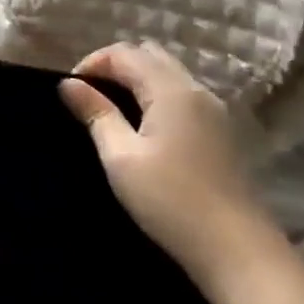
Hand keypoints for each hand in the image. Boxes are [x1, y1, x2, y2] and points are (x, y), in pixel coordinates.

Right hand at [59, 42, 291, 303]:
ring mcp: (214, 111)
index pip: (126, 54)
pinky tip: (140, 125)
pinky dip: (154, 95)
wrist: (235, 249)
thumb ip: (96, 113)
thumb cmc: (169, 200)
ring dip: (135, 80)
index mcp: (172, 91)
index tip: (71, 90)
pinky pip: (180, 94)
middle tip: (88, 95)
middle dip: (114, 66)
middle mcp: (197, 91)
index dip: (92, 63)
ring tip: (109, 109)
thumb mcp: (120, 156)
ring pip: (168, 74)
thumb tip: (69, 84)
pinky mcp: (220, 131)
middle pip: (150, 56)